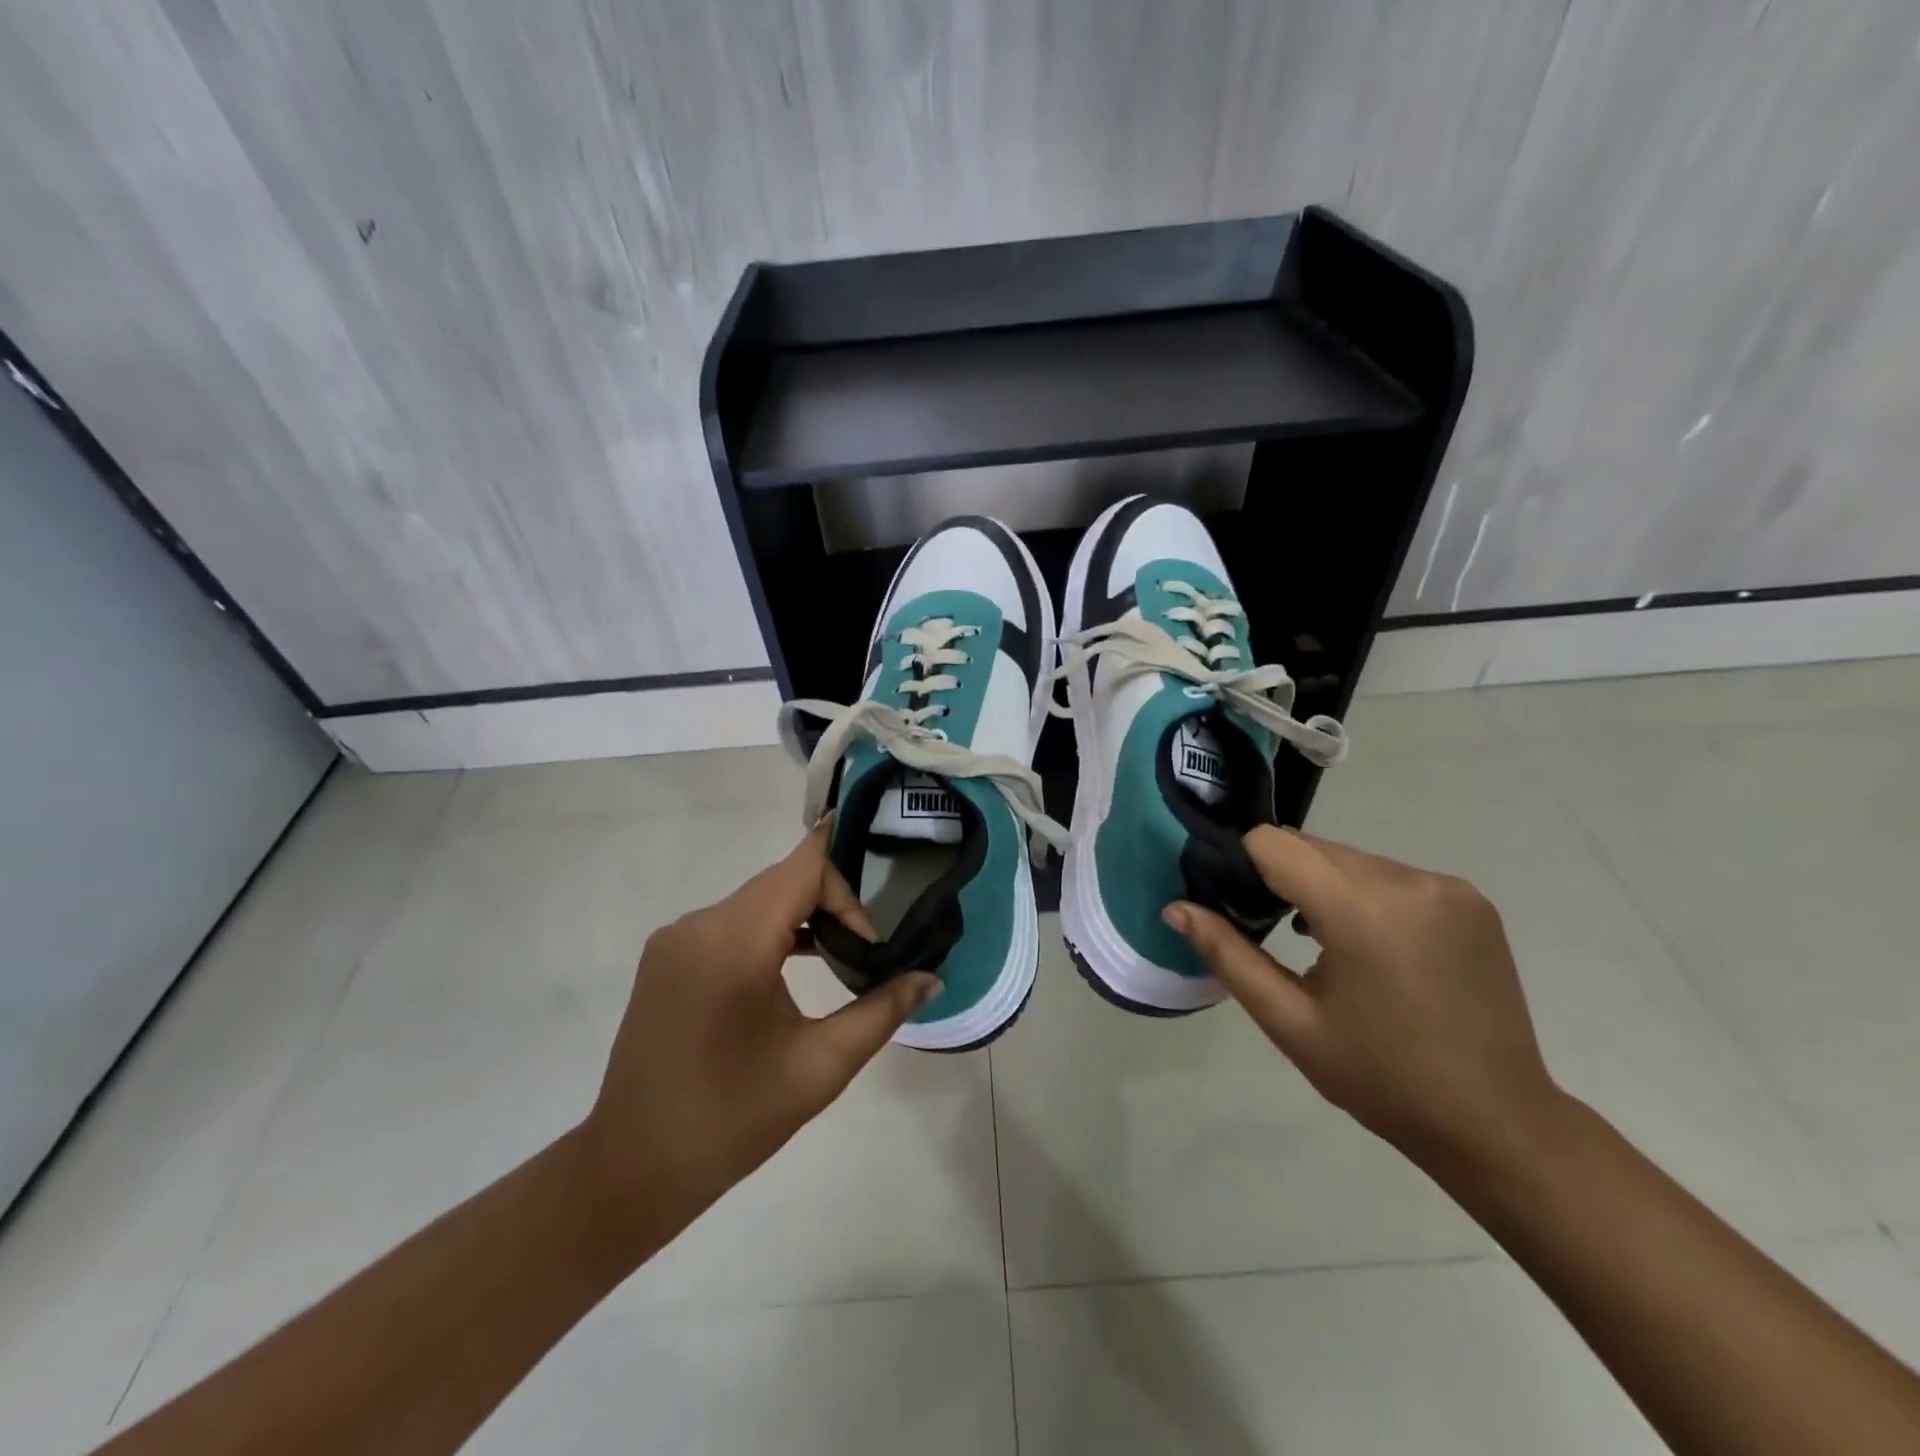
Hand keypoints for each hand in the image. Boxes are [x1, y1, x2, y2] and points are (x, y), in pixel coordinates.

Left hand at [575, 824, 939, 1249]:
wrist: (631, 1170)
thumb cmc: (732, 1120)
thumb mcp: (820, 1066)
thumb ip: (881, 1011)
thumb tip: (931, 978)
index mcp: (733, 942)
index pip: (803, 868)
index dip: (847, 887)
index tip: (873, 935)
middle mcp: (698, 924)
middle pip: (781, 881)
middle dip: (831, 906)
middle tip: (865, 952)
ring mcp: (675, 938)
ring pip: (757, 901)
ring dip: (801, 919)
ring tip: (837, 960)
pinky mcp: (666, 957)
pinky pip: (730, 923)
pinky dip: (768, 933)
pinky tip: (790, 971)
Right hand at [1164, 827, 1559, 1168]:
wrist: (1498, 1123)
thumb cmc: (1381, 1078)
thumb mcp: (1290, 1022)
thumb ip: (1228, 955)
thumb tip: (1175, 908)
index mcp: (1361, 910)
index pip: (1274, 844)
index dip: (1241, 865)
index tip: (1233, 905)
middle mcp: (1408, 880)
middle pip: (1312, 847)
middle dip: (1280, 877)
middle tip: (1270, 931)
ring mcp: (1447, 887)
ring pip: (1350, 858)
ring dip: (1323, 886)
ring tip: (1321, 944)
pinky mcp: (1471, 899)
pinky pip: (1391, 875)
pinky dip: (1364, 894)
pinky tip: (1370, 945)